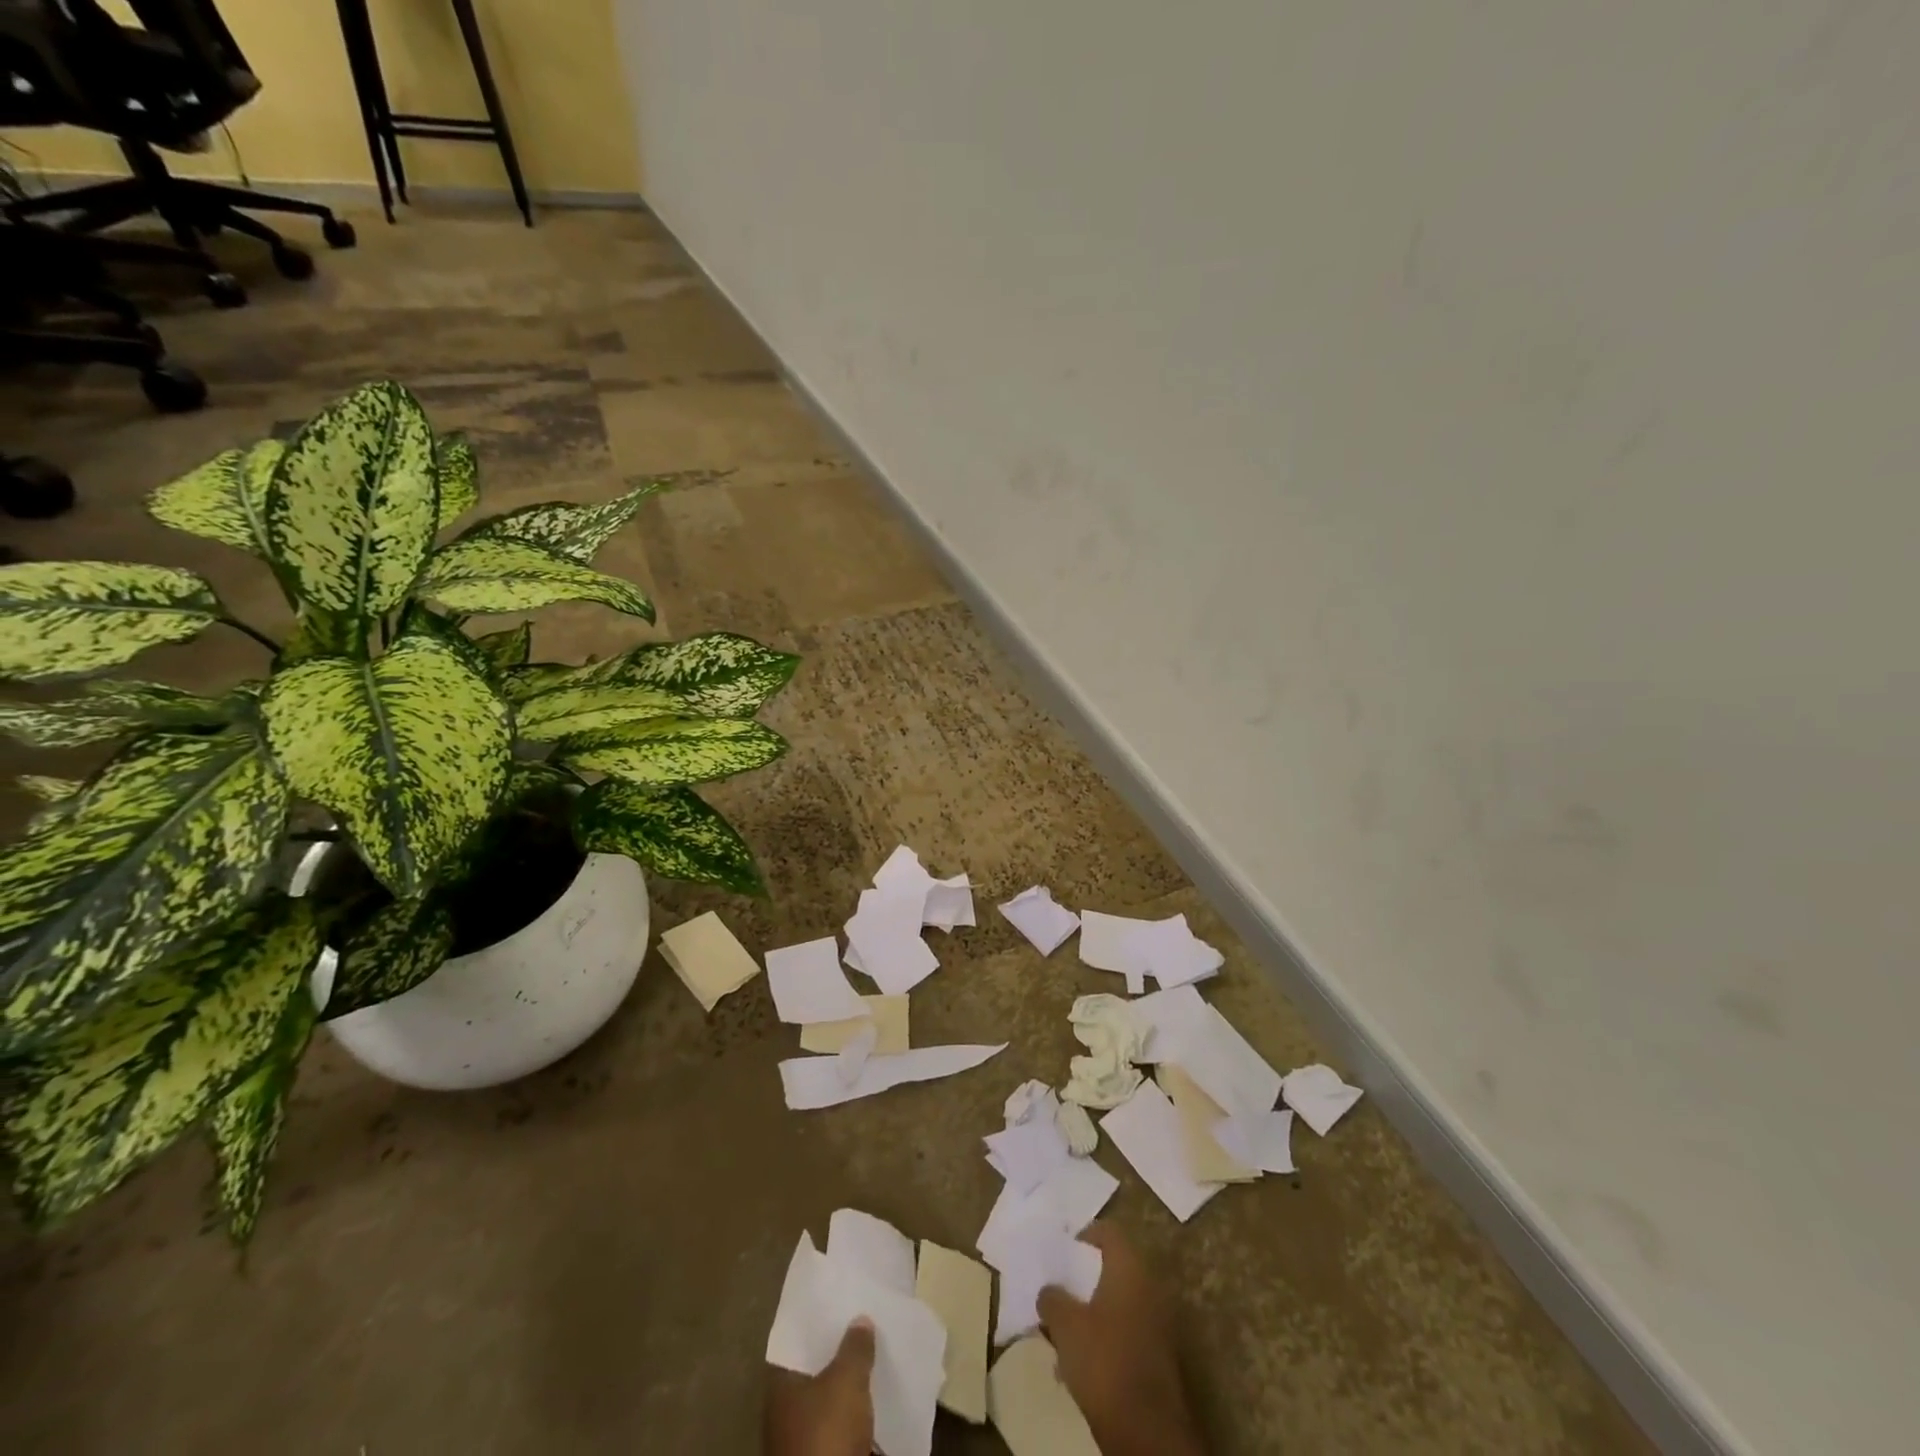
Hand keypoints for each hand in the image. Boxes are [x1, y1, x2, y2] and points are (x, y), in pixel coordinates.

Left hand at [763, 1318, 875, 1455]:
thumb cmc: (827, 1433)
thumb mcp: (846, 1380)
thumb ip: (854, 1347)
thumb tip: (859, 1320)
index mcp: (779, 1385)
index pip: (796, 1342)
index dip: (816, 1323)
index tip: (838, 1303)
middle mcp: (783, 1410)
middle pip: (812, 1370)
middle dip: (835, 1351)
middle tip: (861, 1324)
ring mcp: (799, 1439)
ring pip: (826, 1398)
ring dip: (846, 1383)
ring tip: (872, 1357)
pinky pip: (838, 1424)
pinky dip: (852, 1412)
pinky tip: (871, 1398)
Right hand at [1038, 1222, 1203, 1455]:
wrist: (1147, 1432)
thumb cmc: (1104, 1361)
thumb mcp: (1065, 1325)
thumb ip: (1052, 1299)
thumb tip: (1049, 1290)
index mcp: (1130, 1267)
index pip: (1108, 1232)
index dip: (1084, 1236)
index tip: (1063, 1253)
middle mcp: (1151, 1285)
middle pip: (1115, 1267)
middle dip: (1087, 1278)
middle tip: (1062, 1290)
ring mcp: (1160, 1321)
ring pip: (1121, 1301)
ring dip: (1096, 1308)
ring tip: (1068, 1327)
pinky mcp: (1161, 1355)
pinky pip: (1130, 1328)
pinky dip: (1109, 1333)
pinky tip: (1087, 1356)